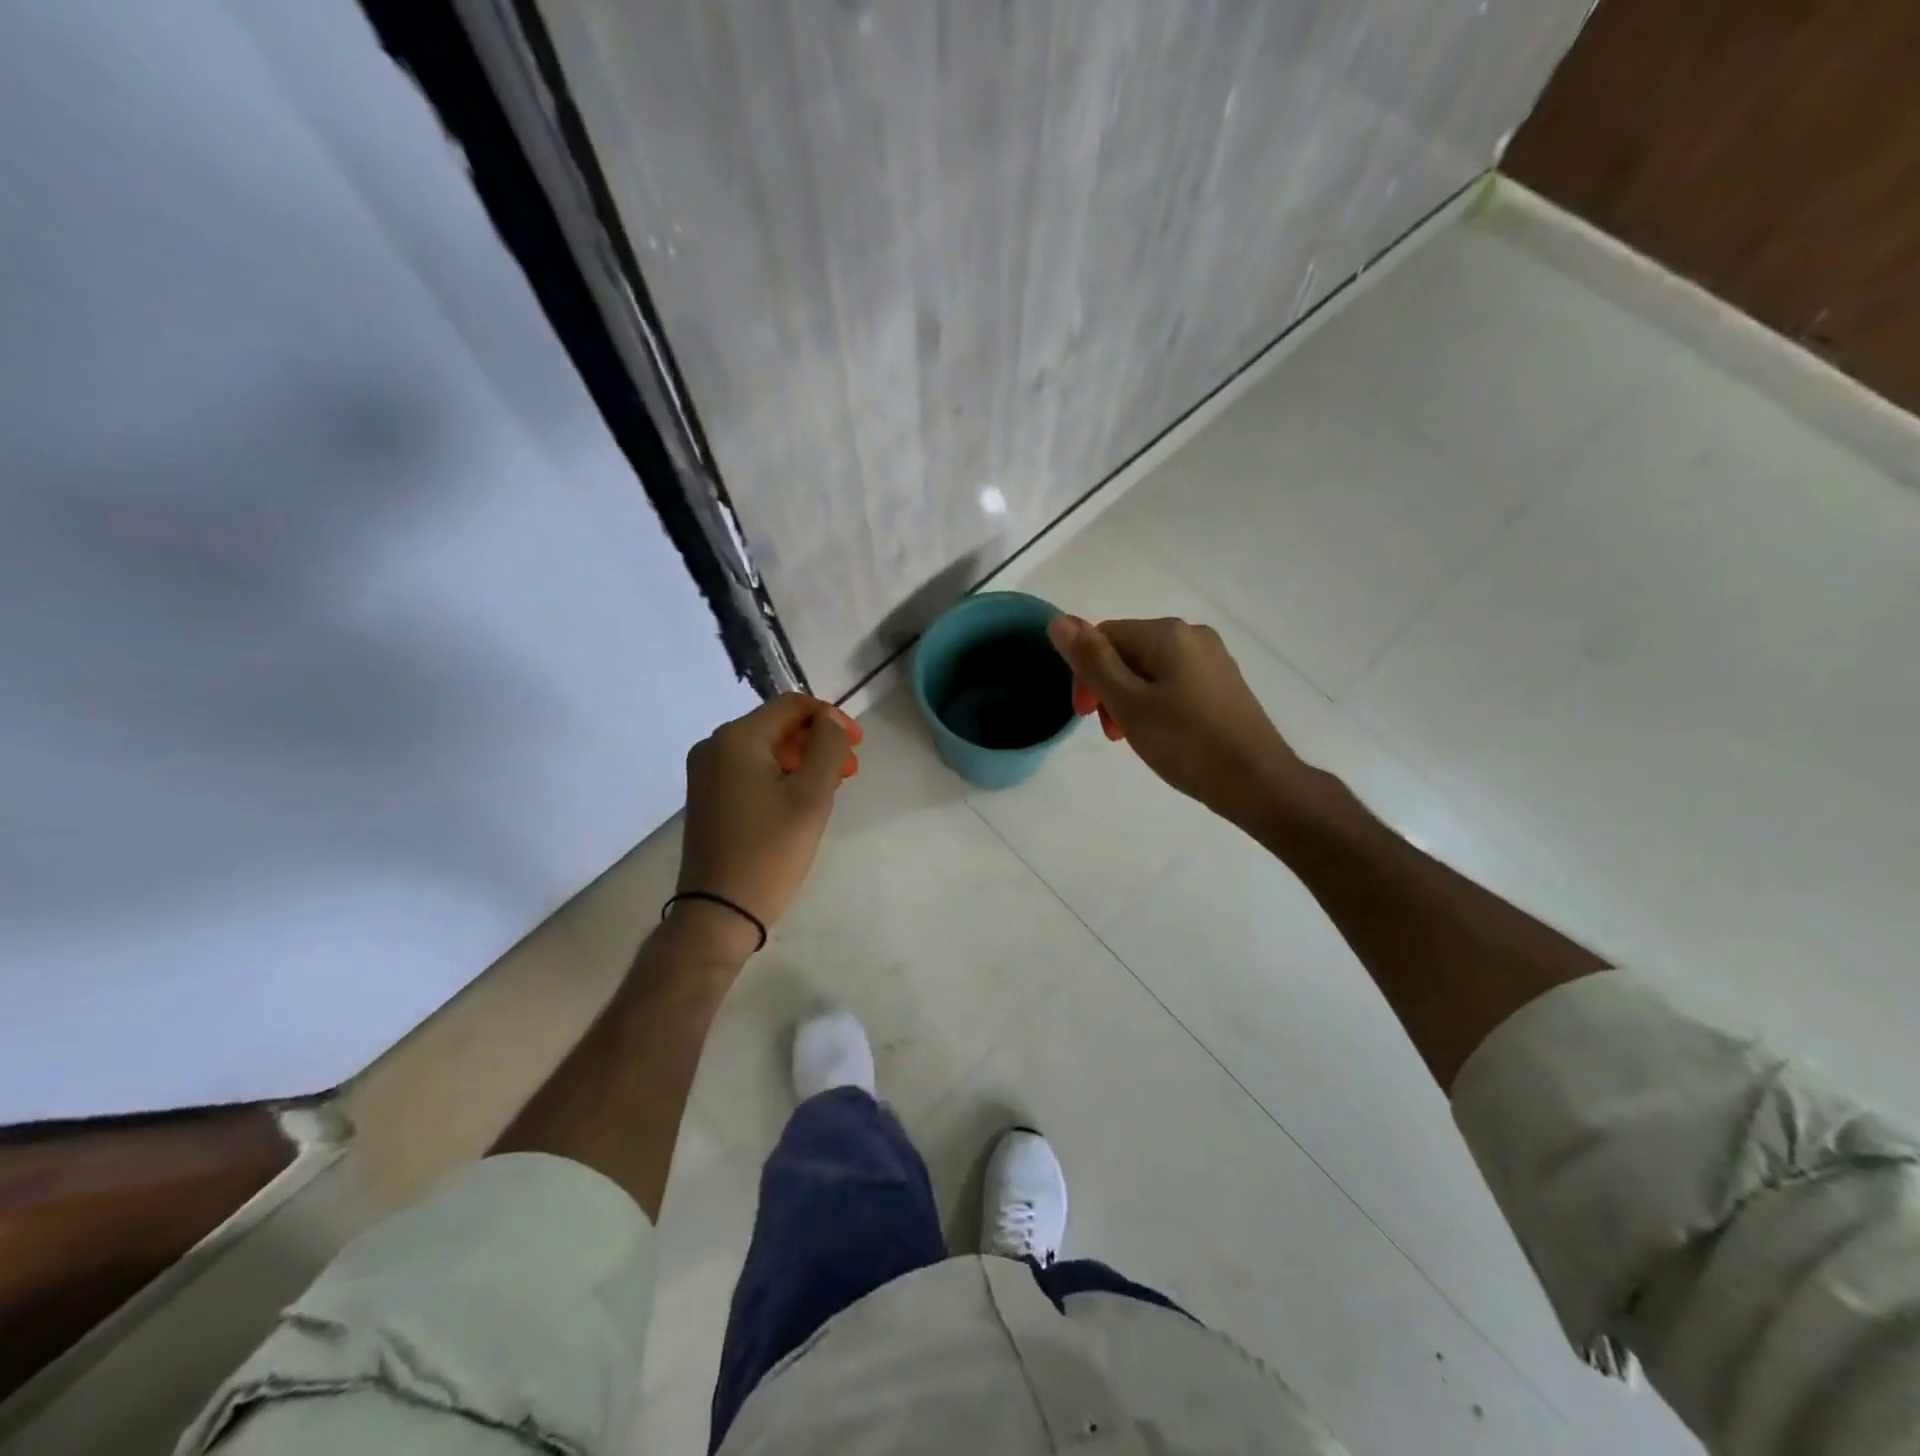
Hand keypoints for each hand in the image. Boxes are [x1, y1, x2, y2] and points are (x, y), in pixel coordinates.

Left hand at [677, 694, 858, 940]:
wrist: (719, 911)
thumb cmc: (770, 851)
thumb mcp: (811, 796)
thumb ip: (826, 747)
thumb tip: (829, 720)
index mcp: (737, 738)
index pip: (792, 705)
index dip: (830, 717)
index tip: (857, 745)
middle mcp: (714, 746)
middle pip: (777, 725)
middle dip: (817, 742)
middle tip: (848, 770)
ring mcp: (706, 772)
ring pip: (765, 749)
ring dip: (801, 760)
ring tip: (830, 787)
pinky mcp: (707, 796)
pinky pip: (749, 769)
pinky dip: (779, 775)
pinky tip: (799, 799)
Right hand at [1047, 615, 1303, 827]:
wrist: (1257, 782)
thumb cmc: (1186, 742)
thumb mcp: (1127, 703)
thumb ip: (1091, 661)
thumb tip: (1058, 620)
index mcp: (1167, 633)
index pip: (1104, 636)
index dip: (1085, 675)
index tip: (1086, 716)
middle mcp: (1192, 634)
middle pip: (1127, 651)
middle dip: (1108, 689)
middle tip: (1113, 732)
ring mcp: (1212, 659)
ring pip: (1150, 670)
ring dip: (1129, 700)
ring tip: (1135, 737)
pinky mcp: (1223, 683)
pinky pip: (1174, 682)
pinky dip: (1156, 704)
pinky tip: (1163, 734)